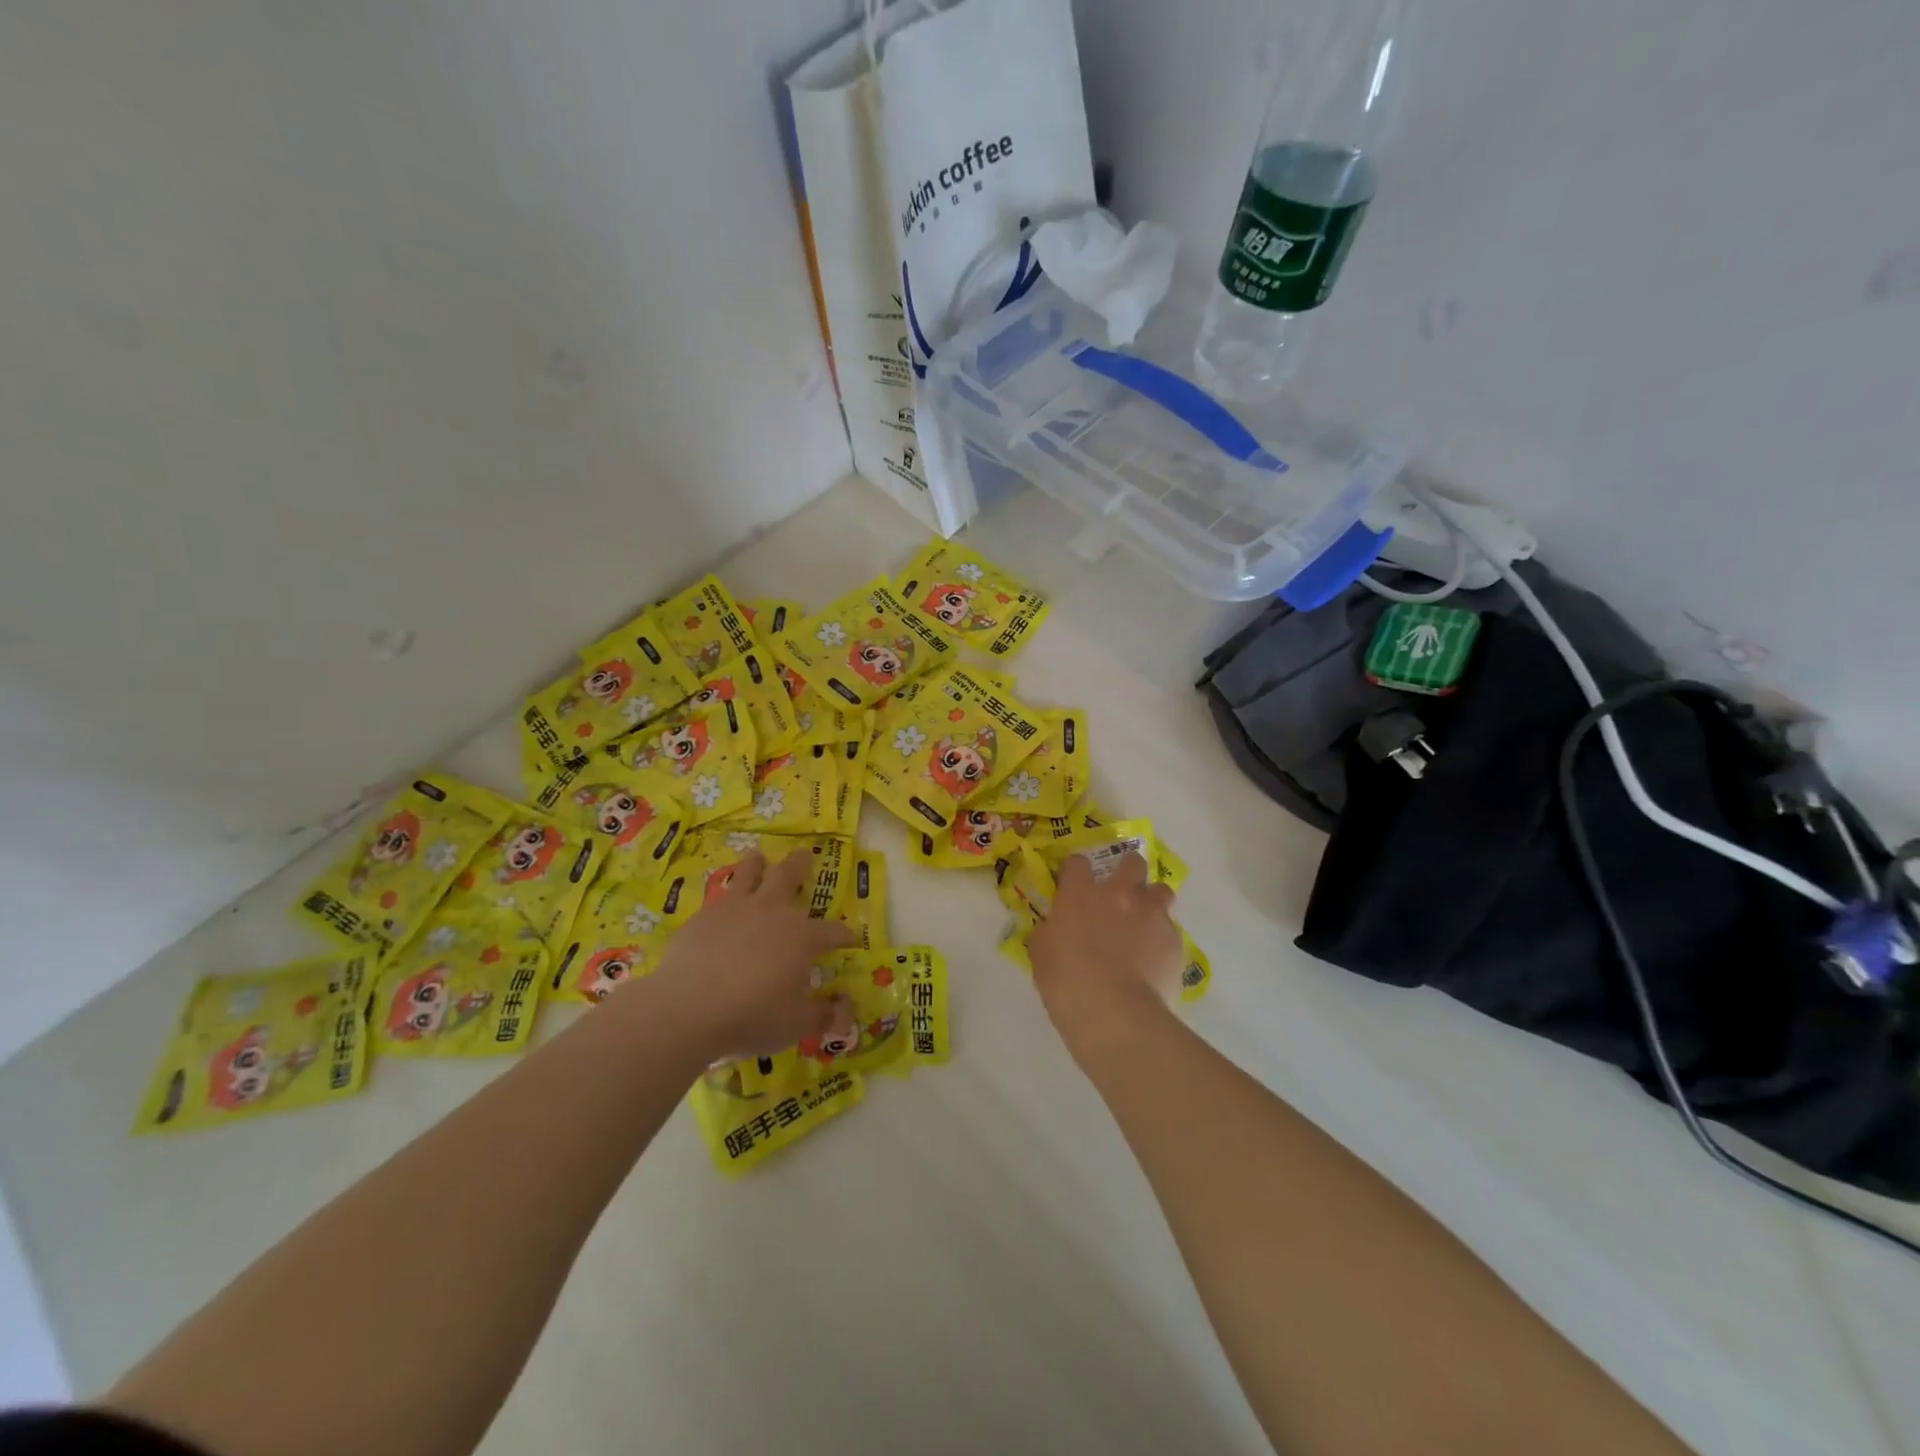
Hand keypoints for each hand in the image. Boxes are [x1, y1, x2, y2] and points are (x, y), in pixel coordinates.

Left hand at [640, 849, 855, 1062]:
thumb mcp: (795, 1025)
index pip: (832, 931)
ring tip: (759, 857)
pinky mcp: (705, 915)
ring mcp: (736, 909)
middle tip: (806, 855)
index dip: (843, 935)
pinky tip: (724, 898)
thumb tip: (843, 1011)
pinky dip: (728, 892)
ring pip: (751, 874)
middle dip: (801, 866)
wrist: (689, 1007)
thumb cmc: (752, 1016)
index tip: (850, 938)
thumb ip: (822, 1016)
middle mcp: (773, 912)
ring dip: (758, 864)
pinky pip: (721, 895)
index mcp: (802, 937)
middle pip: (790, 877)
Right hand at [1029, 852, 1181, 1062]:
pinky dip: (1162, 939)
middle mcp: (1119, 895)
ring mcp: (1151, 915)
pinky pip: (1171, 930)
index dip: (1076, 872)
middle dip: (1127, 872)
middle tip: (1120, 895)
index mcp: (1081, 895)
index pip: (1078, 863)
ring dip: (1152, 901)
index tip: (1074, 886)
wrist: (1116, 1016)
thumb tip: (1055, 927)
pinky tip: (1154, 960)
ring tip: (1145, 924)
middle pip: (1132, 863)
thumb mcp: (1041, 955)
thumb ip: (1049, 931)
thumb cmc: (1068, 985)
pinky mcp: (1175, 941)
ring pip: (1161, 891)